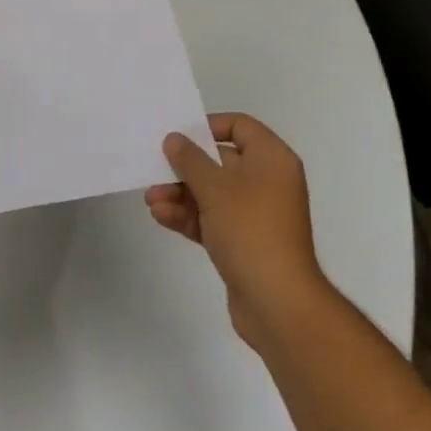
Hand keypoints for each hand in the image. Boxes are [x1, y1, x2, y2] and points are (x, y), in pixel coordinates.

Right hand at [144, 113, 331, 350]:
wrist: (278, 304)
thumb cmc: (250, 230)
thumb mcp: (215, 188)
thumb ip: (190, 160)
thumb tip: (175, 139)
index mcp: (272, 159)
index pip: (239, 126)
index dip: (208, 126)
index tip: (180, 136)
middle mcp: (267, 181)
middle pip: (221, 161)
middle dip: (185, 168)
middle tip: (155, 171)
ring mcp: (256, 214)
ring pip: (213, 193)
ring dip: (181, 194)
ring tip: (151, 200)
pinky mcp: (244, 242)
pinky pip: (213, 219)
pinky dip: (190, 216)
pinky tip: (161, 217)